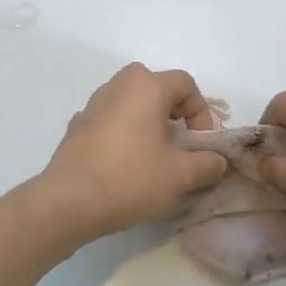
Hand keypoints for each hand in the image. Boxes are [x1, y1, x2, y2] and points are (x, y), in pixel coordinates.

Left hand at [36, 64, 228, 242]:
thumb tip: (217, 161)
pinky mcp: (77, 126)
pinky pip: (110, 121)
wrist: (69, 202)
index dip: (201, 112)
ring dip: (148, 123)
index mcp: (146, 86)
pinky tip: (124, 166)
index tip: (201, 143)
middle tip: (179, 145)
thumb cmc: (131, 178)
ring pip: (131, 104)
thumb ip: (209, 163)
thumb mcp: (182, 175)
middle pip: (156, 88)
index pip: (186, 84)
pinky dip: (123, 135)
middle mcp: (118, 85)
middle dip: (173, 114)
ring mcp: (92, 104)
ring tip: (153, 158)